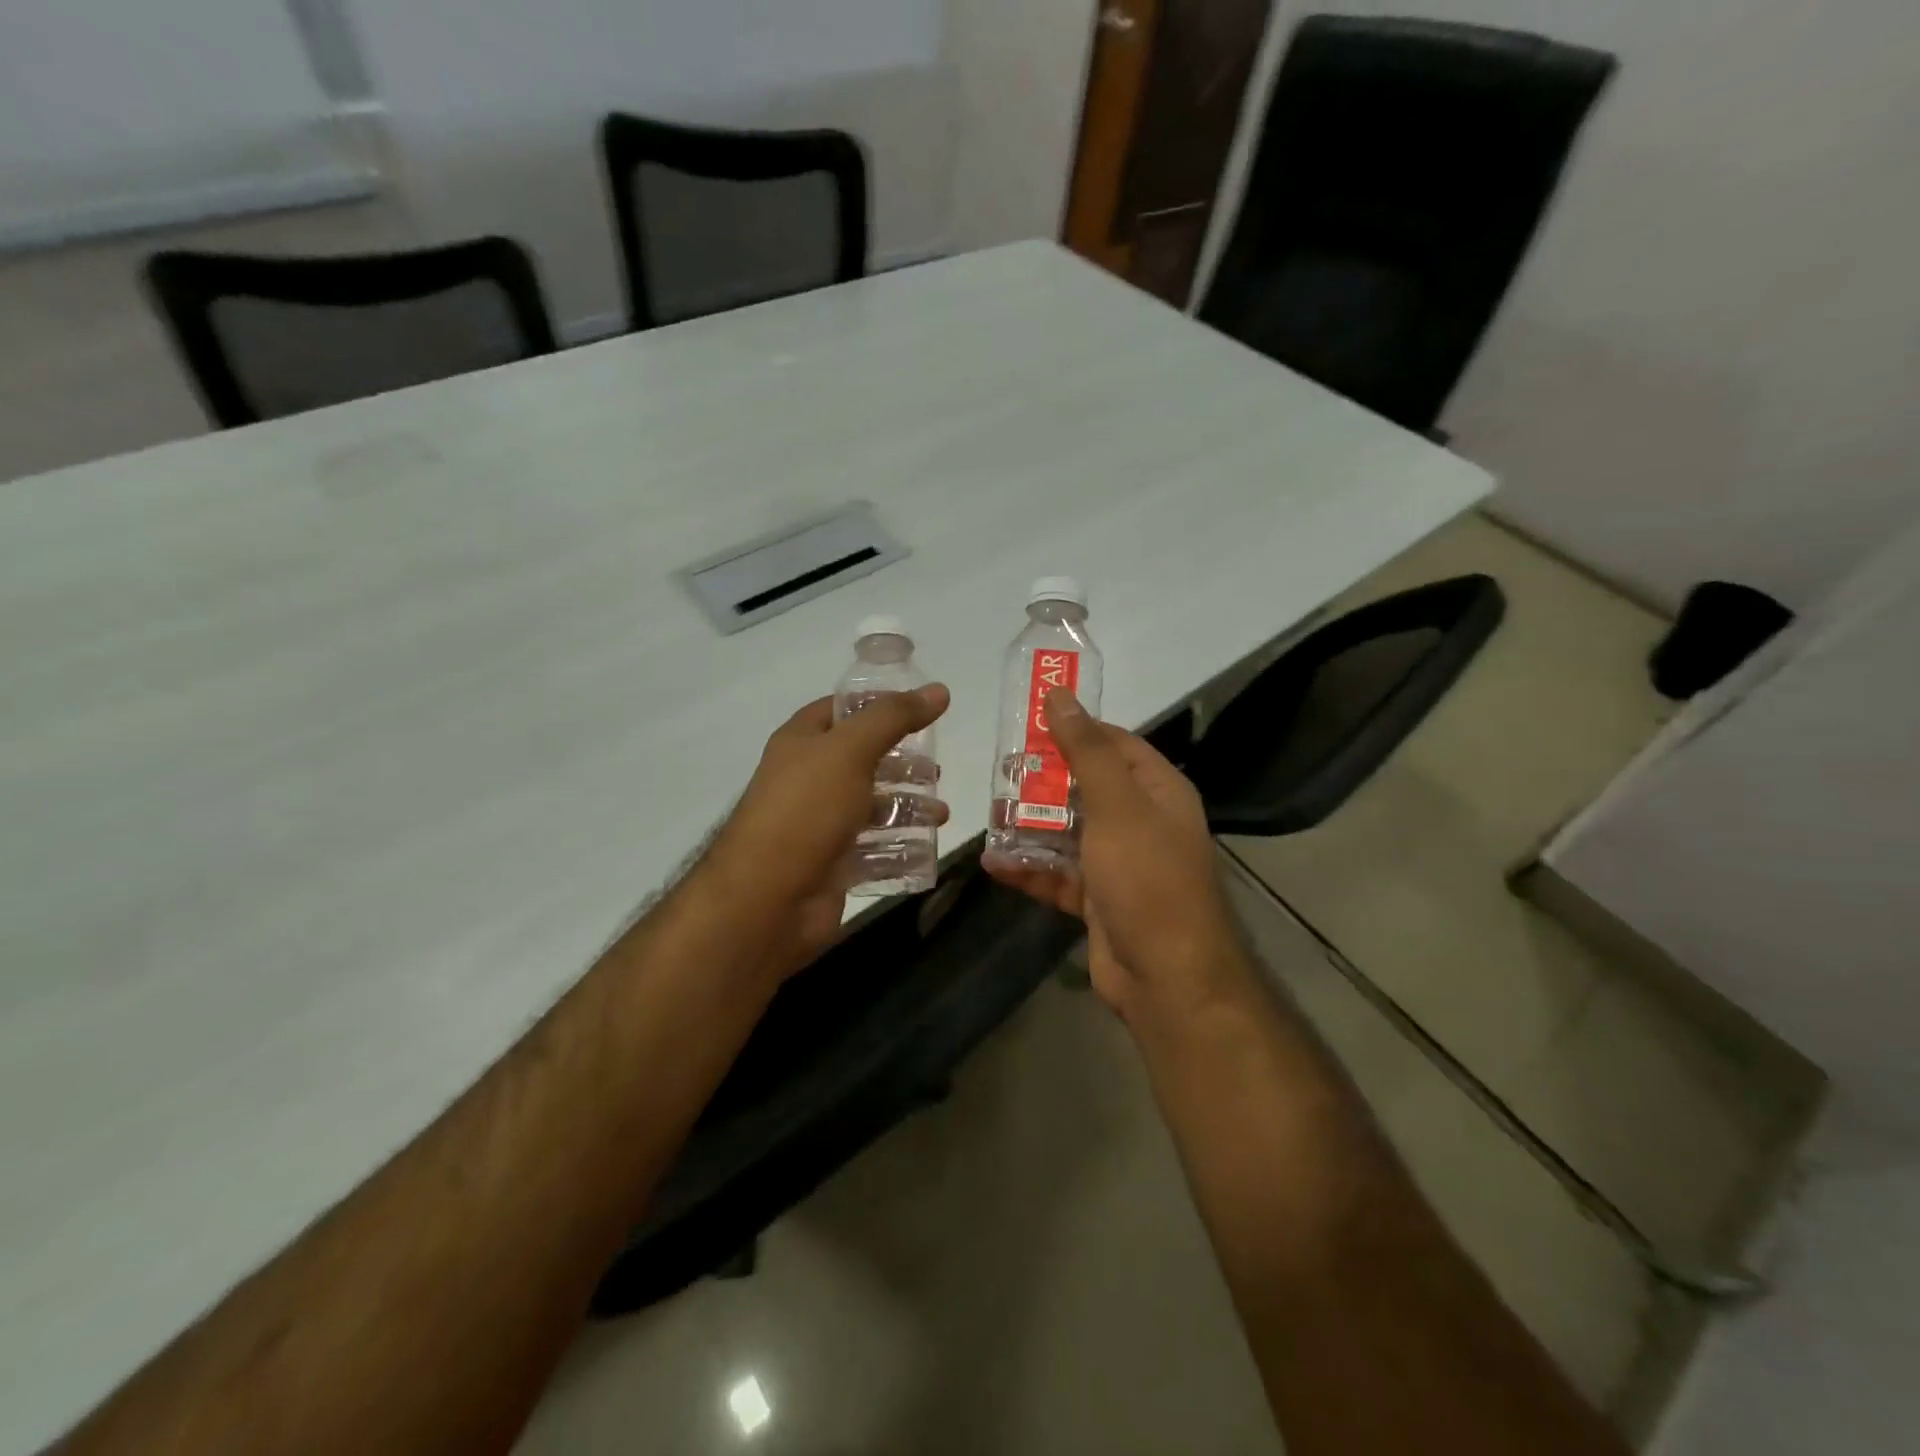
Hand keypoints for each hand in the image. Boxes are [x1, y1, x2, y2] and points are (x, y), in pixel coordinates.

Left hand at [702, 686, 949, 975]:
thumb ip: (894, 718)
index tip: (922, 709)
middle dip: (902, 765)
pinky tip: (925, 848)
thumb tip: (939, 691)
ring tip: (941, 814)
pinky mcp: (832, 864)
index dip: (879, 705)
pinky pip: (872, 848)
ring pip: (871, 806)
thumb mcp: (851, 750)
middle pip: (863, 761)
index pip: (841, 711)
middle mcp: (808, 779)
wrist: (767, 899)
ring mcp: (819, 824)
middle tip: (937, 772)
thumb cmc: (806, 810)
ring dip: (907, 807)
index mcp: (802, 742)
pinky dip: (899, 846)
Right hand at [984, 688, 1241, 1016]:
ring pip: (1068, 833)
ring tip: (988, 816)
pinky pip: (1059, 875)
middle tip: (998, 772)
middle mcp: (1141, 823)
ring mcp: (1120, 864)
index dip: (1075, 730)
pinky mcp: (1099, 900)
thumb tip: (1061, 695)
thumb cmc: (1146, 877)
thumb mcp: (1116, 805)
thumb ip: (1087, 751)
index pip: (1114, 745)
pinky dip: (1030, 869)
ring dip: (1030, 826)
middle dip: (1043, 781)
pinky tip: (993, 864)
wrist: (1167, 977)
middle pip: (1086, 788)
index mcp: (1157, 792)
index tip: (1029, 721)